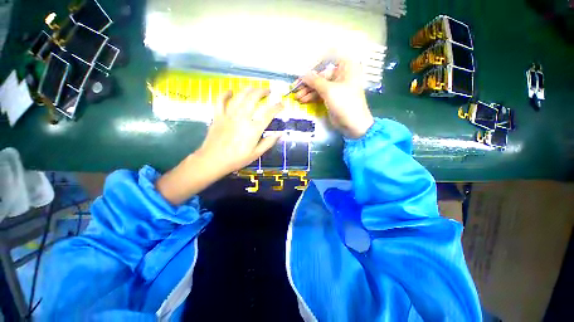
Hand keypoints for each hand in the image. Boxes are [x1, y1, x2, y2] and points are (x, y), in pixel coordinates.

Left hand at [156, 89, 282, 204]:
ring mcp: (229, 115)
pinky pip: (221, 100)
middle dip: (262, 92)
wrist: (213, 160)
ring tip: (254, 88)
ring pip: (239, 96)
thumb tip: (280, 134)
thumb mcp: (256, 154)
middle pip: (253, 98)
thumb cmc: (237, 159)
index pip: (268, 113)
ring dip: (248, 90)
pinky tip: (230, 91)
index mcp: (253, 128)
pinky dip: (225, 94)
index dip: (277, 107)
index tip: (282, 104)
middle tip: (268, 91)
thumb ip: (269, 142)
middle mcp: (242, 118)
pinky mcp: (218, 115)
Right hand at [294, 59, 373, 138]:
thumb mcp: (329, 90)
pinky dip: (312, 97)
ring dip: (307, 91)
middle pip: (320, 76)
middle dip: (308, 83)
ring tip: (297, 97)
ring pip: (319, 86)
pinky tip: (303, 100)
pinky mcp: (332, 98)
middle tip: (295, 88)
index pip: (326, 60)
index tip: (302, 74)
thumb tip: (303, 74)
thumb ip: (314, 81)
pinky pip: (320, 94)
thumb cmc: (345, 103)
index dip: (313, 66)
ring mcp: (336, 87)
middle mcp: (341, 75)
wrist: (353, 124)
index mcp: (345, 67)